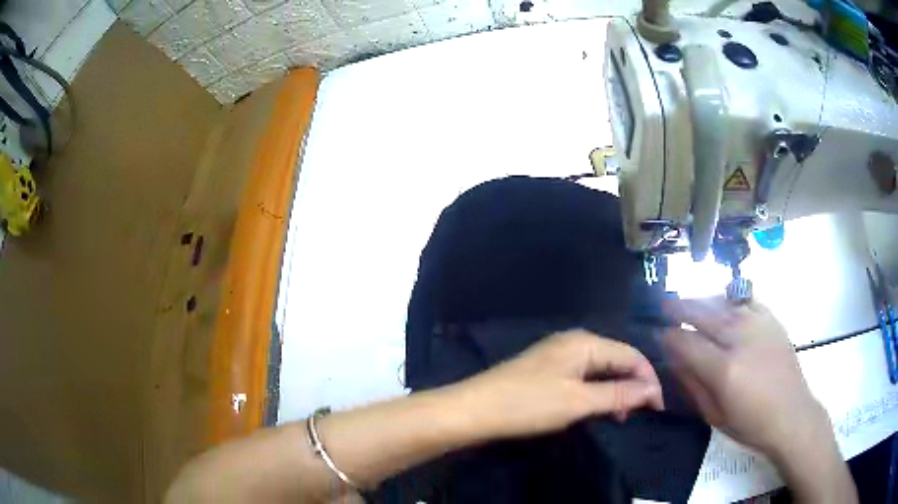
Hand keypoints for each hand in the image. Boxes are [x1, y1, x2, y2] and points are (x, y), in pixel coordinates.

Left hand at [451, 330, 664, 440]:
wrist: (474, 410)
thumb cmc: (528, 404)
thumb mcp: (578, 402)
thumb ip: (618, 394)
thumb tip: (652, 391)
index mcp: (585, 342)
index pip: (631, 355)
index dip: (649, 380)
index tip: (659, 408)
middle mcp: (575, 341)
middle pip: (617, 360)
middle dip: (633, 385)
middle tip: (640, 414)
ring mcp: (559, 355)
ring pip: (601, 370)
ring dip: (615, 391)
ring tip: (620, 416)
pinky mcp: (547, 370)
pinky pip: (584, 377)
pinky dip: (596, 392)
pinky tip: (597, 408)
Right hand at [661, 297, 830, 456]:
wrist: (791, 414)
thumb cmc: (750, 424)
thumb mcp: (714, 415)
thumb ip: (692, 384)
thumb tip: (674, 360)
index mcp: (724, 369)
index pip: (687, 342)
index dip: (669, 336)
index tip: (658, 333)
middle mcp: (740, 339)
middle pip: (703, 313)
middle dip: (680, 307)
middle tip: (664, 304)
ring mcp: (758, 325)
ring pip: (723, 302)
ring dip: (702, 301)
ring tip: (689, 302)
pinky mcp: (772, 320)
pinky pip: (746, 301)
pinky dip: (730, 300)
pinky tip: (723, 304)